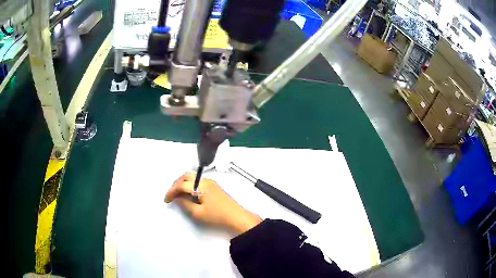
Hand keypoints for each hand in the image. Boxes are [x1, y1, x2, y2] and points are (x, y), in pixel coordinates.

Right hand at [165, 172, 261, 234]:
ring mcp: (210, 181)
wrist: (236, 216)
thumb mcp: (198, 213)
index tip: (166, 200)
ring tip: (178, 194)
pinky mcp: (214, 185)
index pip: (181, 184)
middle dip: (176, 184)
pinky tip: (188, 193)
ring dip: (182, 183)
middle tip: (171, 195)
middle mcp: (205, 180)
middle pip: (186, 176)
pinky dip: (189, 184)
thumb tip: (176, 198)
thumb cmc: (216, 216)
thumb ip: (184, 204)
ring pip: (192, 177)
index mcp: (200, 186)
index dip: (171, 191)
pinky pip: (198, 180)